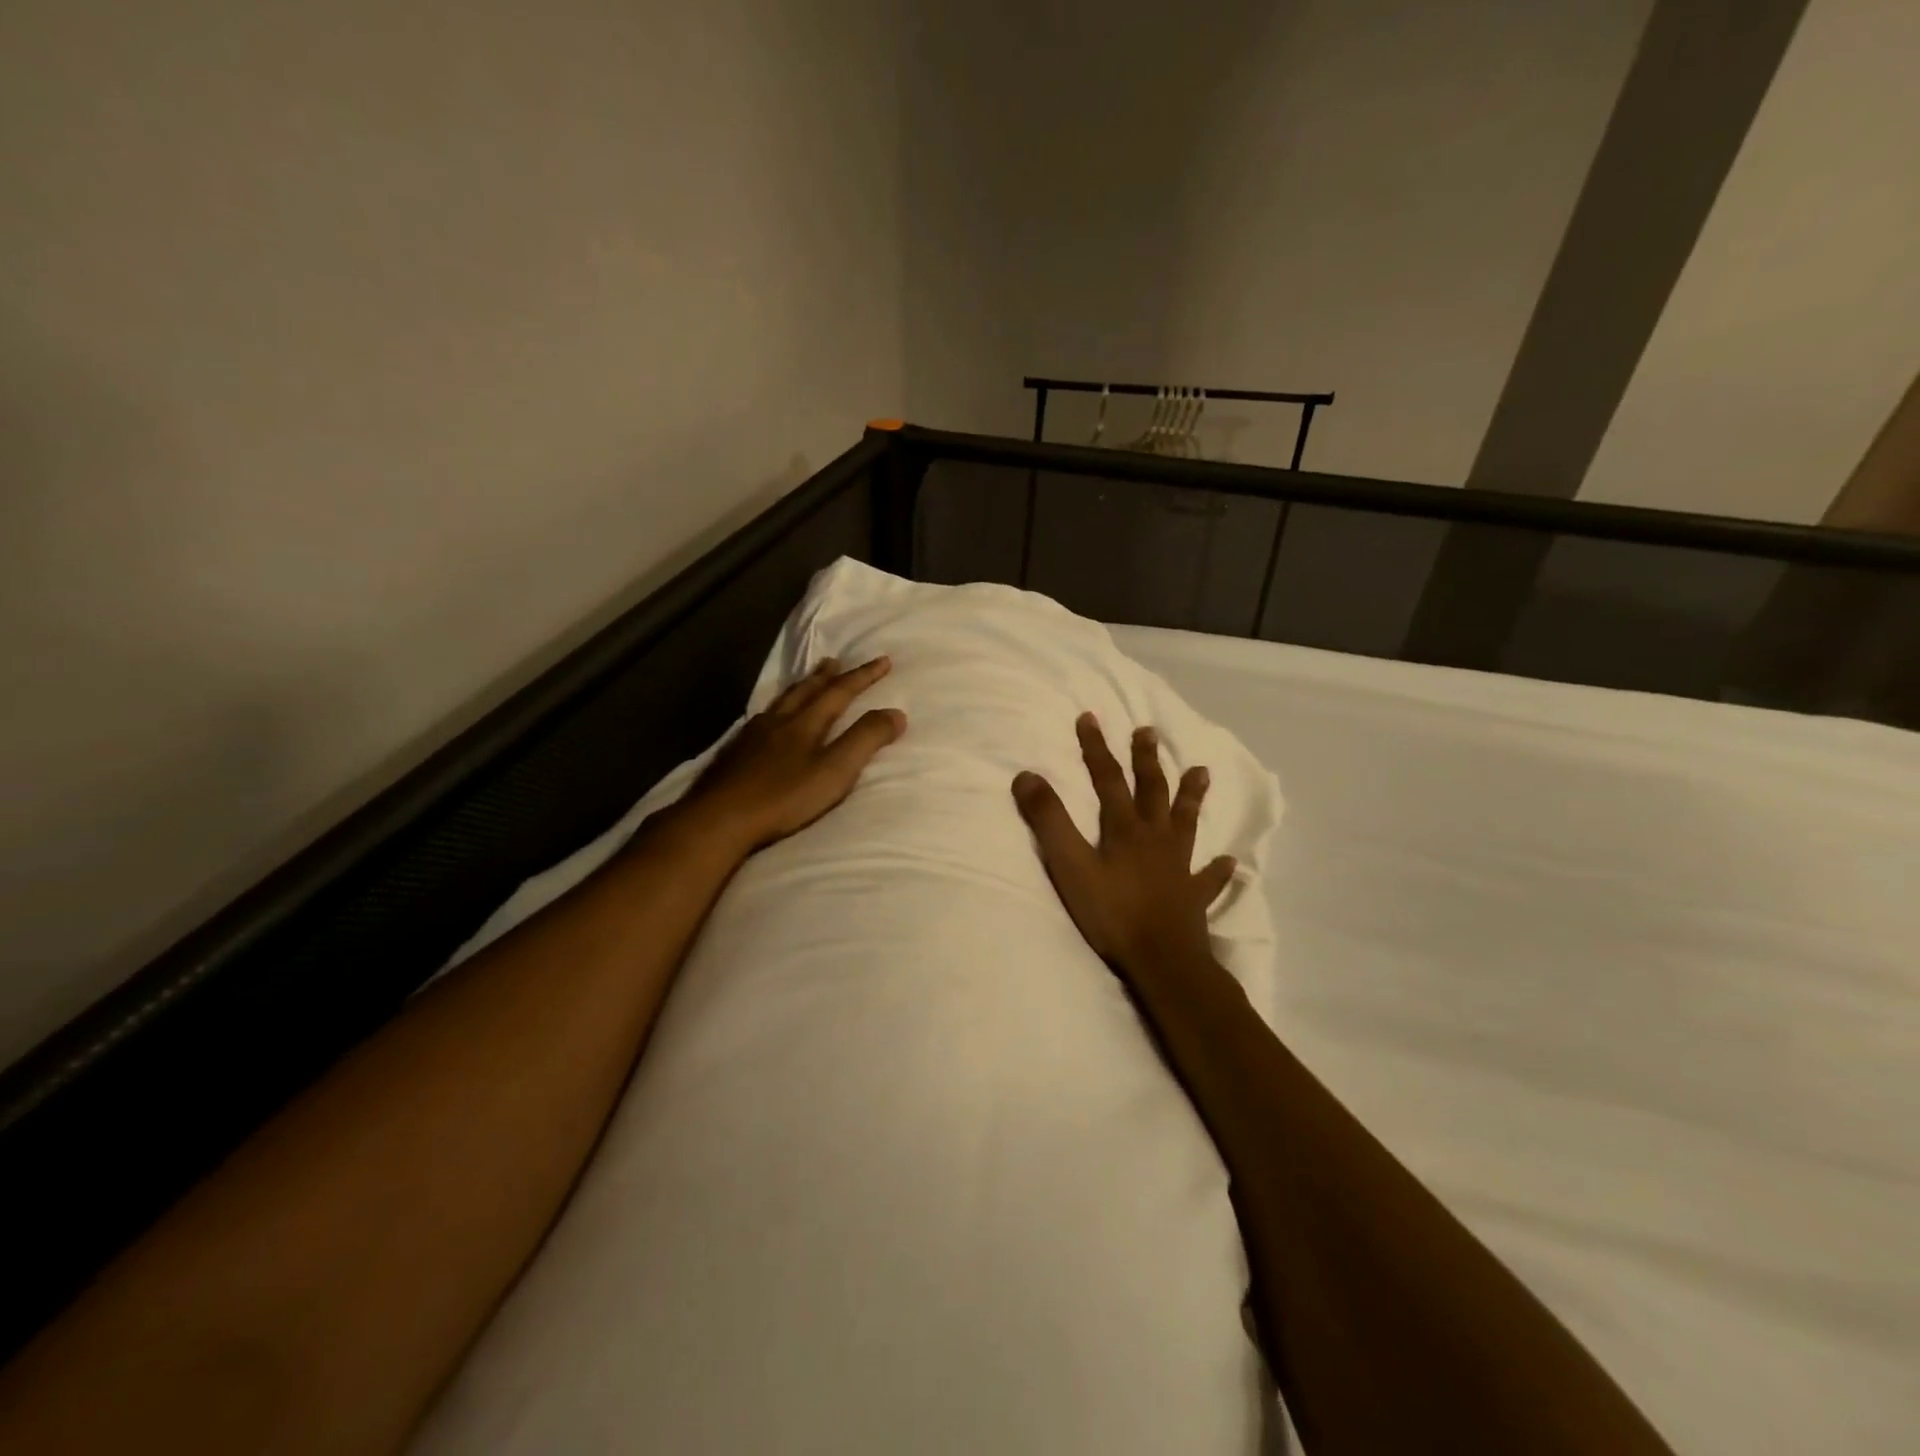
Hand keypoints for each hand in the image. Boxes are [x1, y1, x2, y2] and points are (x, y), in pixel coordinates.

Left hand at [683, 656, 906, 853]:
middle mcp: (778, 721)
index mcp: (805, 723)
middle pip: (806, 690)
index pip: (840, 692)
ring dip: (799, 688)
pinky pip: (760, 719)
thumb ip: (865, 740)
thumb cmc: (784, 797)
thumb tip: (896, 713)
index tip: (883, 661)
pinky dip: (775, 710)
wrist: (720, 818)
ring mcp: (752, 736)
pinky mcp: (734, 754)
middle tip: (836, 661)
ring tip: (806, 681)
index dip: (863, 676)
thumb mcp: (835, 771)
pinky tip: (767, 720)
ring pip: (781, 702)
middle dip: (826, 676)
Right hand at [1012, 713, 1234, 980]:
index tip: (1090, 717)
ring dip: (1191, 796)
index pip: (1108, 778)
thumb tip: (1026, 775)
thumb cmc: (1112, 913)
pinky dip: (1218, 870)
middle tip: (1148, 731)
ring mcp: (1179, 866)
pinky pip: (1209, 878)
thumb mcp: (1070, 865)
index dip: (1097, 748)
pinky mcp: (1193, 897)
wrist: (1162, 960)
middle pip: (1152, 790)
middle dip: (1147, 760)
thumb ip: (1049, 821)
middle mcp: (1155, 838)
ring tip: (1201, 771)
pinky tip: (1229, 862)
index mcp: (1125, 828)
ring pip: (1186, 822)